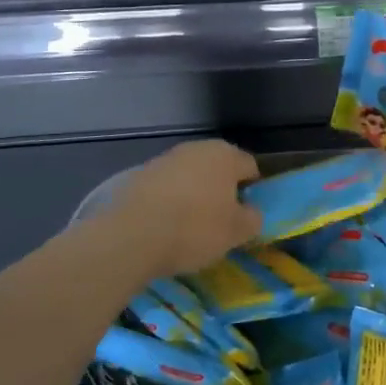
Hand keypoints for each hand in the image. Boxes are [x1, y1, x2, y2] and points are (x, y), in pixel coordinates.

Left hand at [106, 140, 262, 277]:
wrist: (132, 235)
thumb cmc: (195, 228)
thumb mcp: (236, 232)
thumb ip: (252, 218)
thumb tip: (251, 212)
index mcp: (225, 155)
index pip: (250, 167)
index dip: (253, 190)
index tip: (246, 214)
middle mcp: (196, 148)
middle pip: (218, 168)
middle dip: (222, 190)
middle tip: (221, 220)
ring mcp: (165, 159)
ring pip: (190, 176)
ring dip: (194, 194)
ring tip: (190, 225)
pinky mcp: (139, 175)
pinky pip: (166, 187)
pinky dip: (170, 201)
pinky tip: (166, 224)